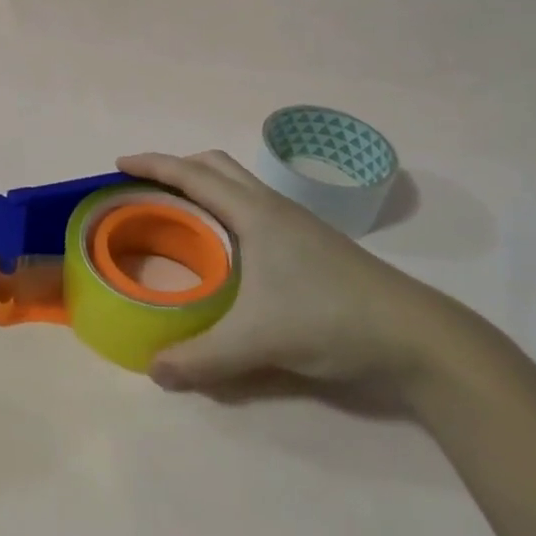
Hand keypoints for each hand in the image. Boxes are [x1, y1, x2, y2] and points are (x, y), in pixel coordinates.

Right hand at [119, 152, 467, 397]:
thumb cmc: (330, 318)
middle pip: (216, 167)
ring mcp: (297, 225)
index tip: (119, 164)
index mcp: (255, 213)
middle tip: (146, 188)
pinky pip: (254, 209)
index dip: (153, 164)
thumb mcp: (257, 341)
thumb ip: (201, 358)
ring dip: (205, 187)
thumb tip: (154, 371)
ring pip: (240, 186)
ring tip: (180, 215)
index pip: (193, 174)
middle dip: (177, 168)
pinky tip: (227, 248)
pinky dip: (226, 210)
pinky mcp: (312, 245)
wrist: (416, 336)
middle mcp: (273, 207)